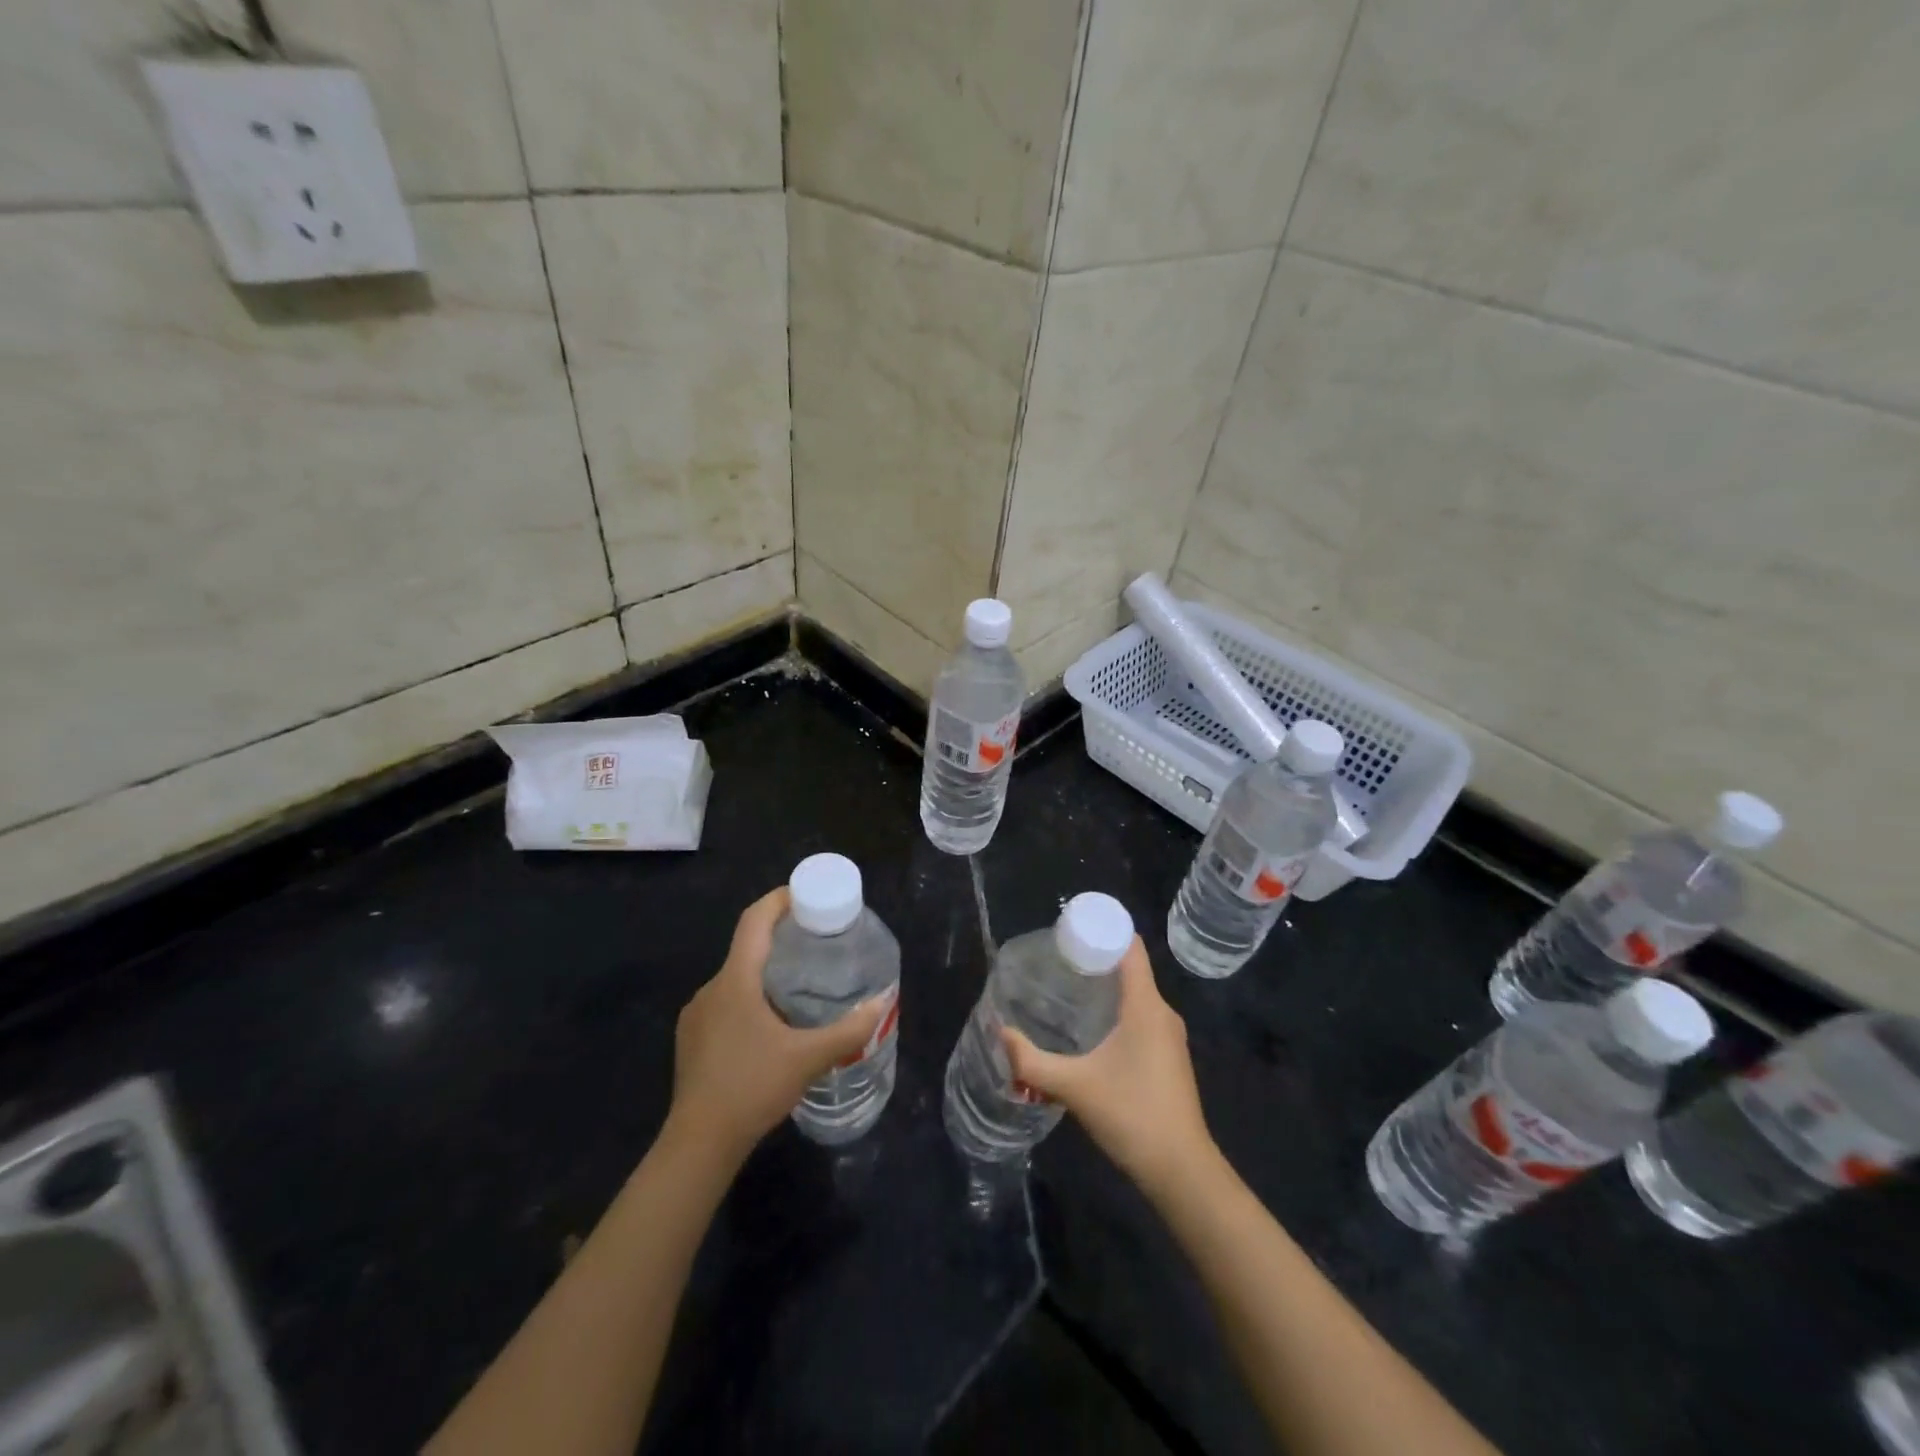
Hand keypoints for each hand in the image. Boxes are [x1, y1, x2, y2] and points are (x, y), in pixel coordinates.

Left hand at [668, 887, 884, 1162]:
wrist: (698, 1143)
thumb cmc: (752, 1088)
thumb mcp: (808, 1059)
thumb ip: (848, 1030)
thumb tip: (882, 1003)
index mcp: (736, 980)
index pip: (754, 920)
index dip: (778, 900)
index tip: (805, 895)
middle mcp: (711, 988)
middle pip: (747, 947)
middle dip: (780, 939)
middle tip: (816, 944)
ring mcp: (697, 1014)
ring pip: (736, 978)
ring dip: (765, 973)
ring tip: (800, 985)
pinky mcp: (692, 1039)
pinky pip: (725, 1002)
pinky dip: (749, 998)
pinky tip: (770, 1025)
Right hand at [1001, 936, 1213, 1193]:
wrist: (1181, 1170)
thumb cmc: (1131, 1115)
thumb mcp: (1074, 1086)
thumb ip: (1032, 1061)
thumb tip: (1001, 1034)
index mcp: (1146, 1006)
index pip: (1131, 947)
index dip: (1103, 930)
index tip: (1069, 930)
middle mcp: (1162, 1013)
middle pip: (1131, 968)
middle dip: (1095, 959)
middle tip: (1056, 961)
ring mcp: (1169, 1036)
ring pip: (1137, 995)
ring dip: (1105, 987)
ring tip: (1067, 989)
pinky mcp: (1169, 1057)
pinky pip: (1141, 1016)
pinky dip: (1117, 1010)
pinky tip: (1090, 1028)